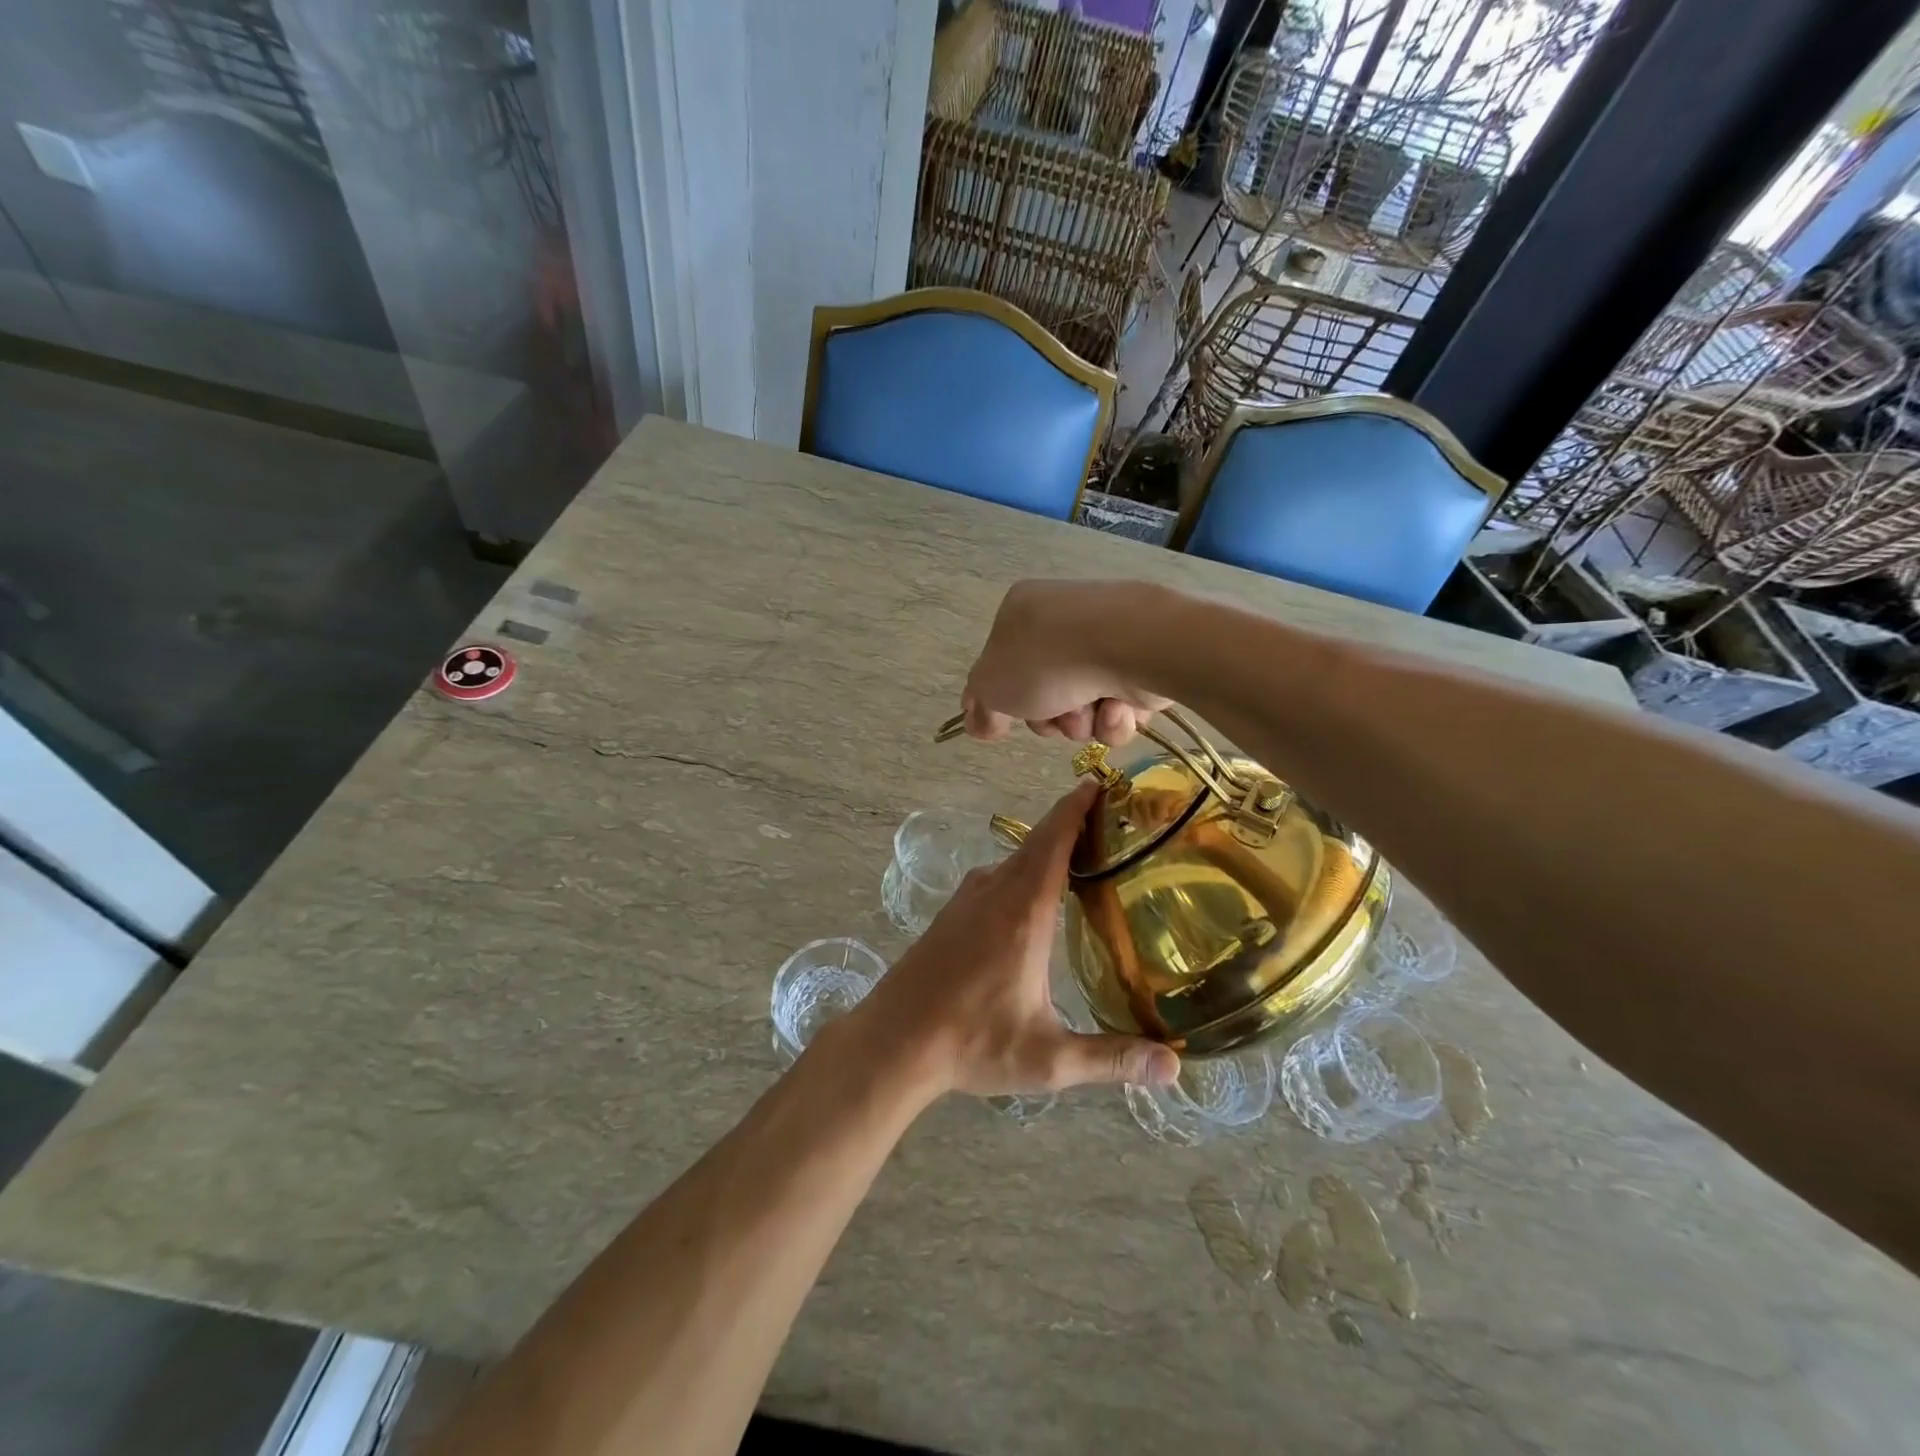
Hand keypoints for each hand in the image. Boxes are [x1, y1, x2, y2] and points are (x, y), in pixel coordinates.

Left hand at [847, 782, 1178, 1095]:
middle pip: (1038, 841)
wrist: (893, 1040)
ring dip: (1047, 849)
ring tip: (1086, 858)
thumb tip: (1174, 1069)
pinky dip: (1024, 869)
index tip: (1101, 782)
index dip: (1078, 807)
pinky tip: (1037, 898)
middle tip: (1112, 820)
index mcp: (1024, 910)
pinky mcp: (952, 912)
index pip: (1055, 839)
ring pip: (1016, 859)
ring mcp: (968, 898)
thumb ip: (1112, 1058)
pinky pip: (997, 876)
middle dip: (1072, 822)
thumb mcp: (1048, 1058)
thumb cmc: (972, 1042)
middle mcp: (995, 891)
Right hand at [962, 580, 1170, 743]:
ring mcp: (1105, 640)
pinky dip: (1116, 716)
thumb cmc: (1047, 659)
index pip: (1001, 664)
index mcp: (1020, 612)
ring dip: (1083, 722)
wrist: (1130, 645)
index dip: (1003, 700)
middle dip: (1049, 717)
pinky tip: (1119, 705)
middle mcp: (1062, 621)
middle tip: (1055, 714)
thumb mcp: (991, 686)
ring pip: (1083, 706)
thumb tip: (979, 723)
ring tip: (1092, 709)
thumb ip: (980, 707)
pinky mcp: (1142, 661)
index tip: (1005, 724)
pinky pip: (1119, 706)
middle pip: (1043, 693)